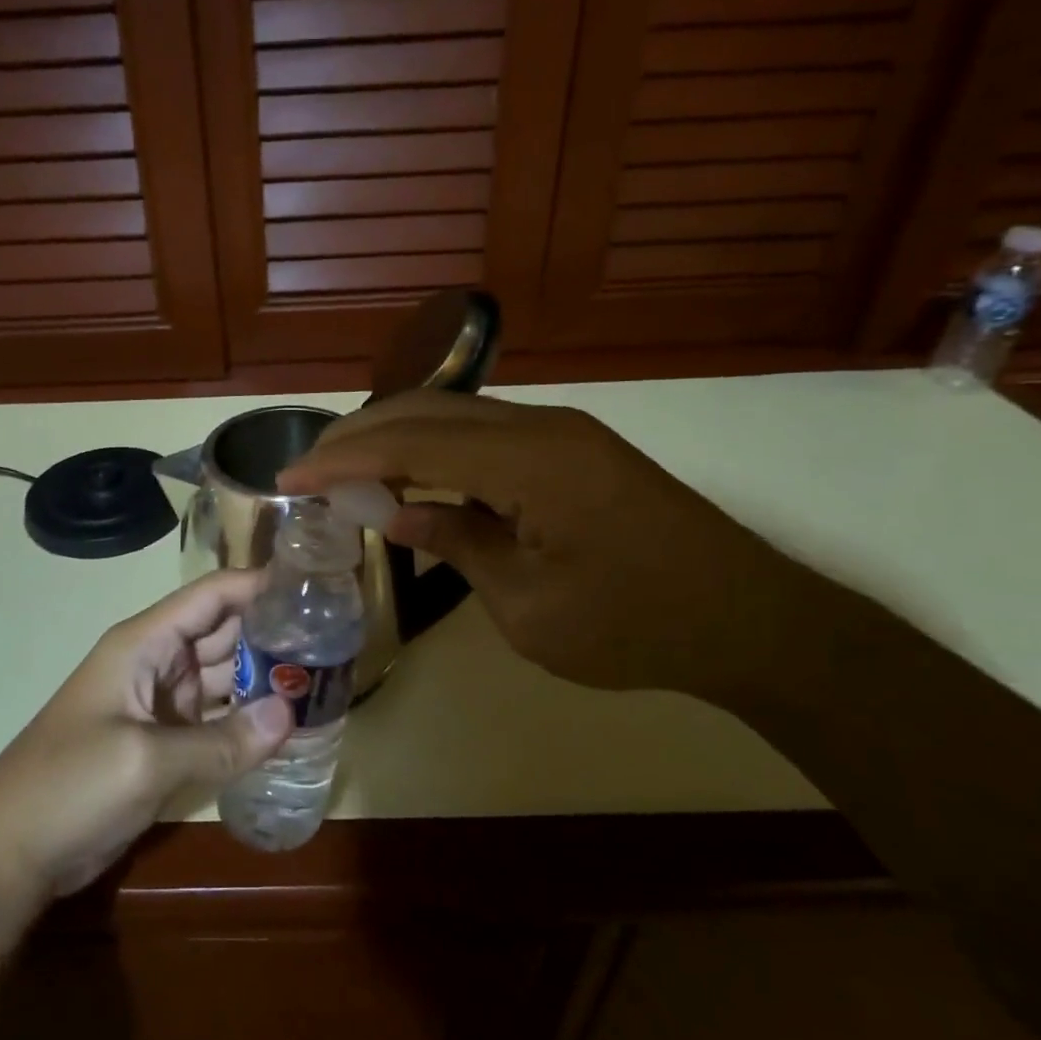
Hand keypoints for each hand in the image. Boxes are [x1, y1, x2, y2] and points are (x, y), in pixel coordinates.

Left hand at [0, 570, 293, 906]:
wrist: (8, 855)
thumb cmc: (70, 786)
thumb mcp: (146, 760)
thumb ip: (222, 739)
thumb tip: (291, 714)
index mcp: (144, 643)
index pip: (211, 596)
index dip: (258, 585)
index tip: (313, 587)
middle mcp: (156, 662)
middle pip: (222, 633)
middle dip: (272, 633)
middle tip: (334, 640)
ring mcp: (159, 704)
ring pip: (221, 677)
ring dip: (263, 678)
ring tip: (322, 679)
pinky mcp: (162, 742)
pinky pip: (214, 719)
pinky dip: (245, 720)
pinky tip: (285, 725)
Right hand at [276, 390, 822, 699]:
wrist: (751, 620)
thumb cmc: (638, 627)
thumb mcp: (531, 607)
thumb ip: (459, 545)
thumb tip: (397, 515)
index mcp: (531, 462)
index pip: (412, 443)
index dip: (344, 459)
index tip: (290, 480)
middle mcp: (541, 427)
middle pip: (427, 412)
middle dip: (359, 437)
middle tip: (307, 471)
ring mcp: (560, 433)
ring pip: (454, 416)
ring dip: (395, 439)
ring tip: (345, 473)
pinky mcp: (571, 450)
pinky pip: (484, 436)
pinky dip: (434, 452)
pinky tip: (410, 479)